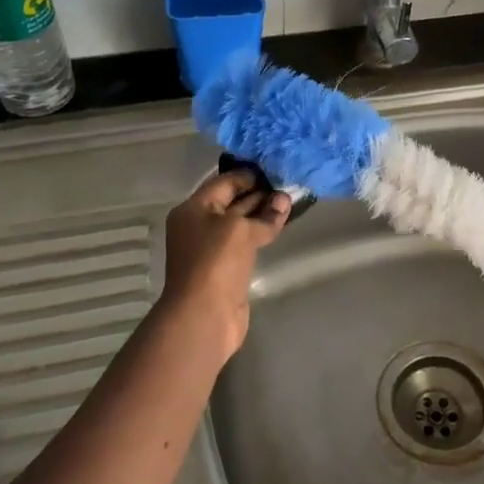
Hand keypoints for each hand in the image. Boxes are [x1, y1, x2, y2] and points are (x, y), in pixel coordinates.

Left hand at [158, 170, 290, 356]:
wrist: (204, 315)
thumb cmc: (216, 262)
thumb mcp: (241, 230)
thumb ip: (265, 214)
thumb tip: (284, 200)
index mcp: (193, 209)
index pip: (224, 182)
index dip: (249, 175)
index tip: (276, 169)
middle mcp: (199, 225)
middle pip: (232, 201)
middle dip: (259, 193)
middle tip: (288, 184)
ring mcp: (211, 248)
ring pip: (240, 222)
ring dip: (262, 213)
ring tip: (289, 202)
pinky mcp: (225, 267)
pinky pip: (244, 241)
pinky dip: (260, 233)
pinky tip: (279, 225)